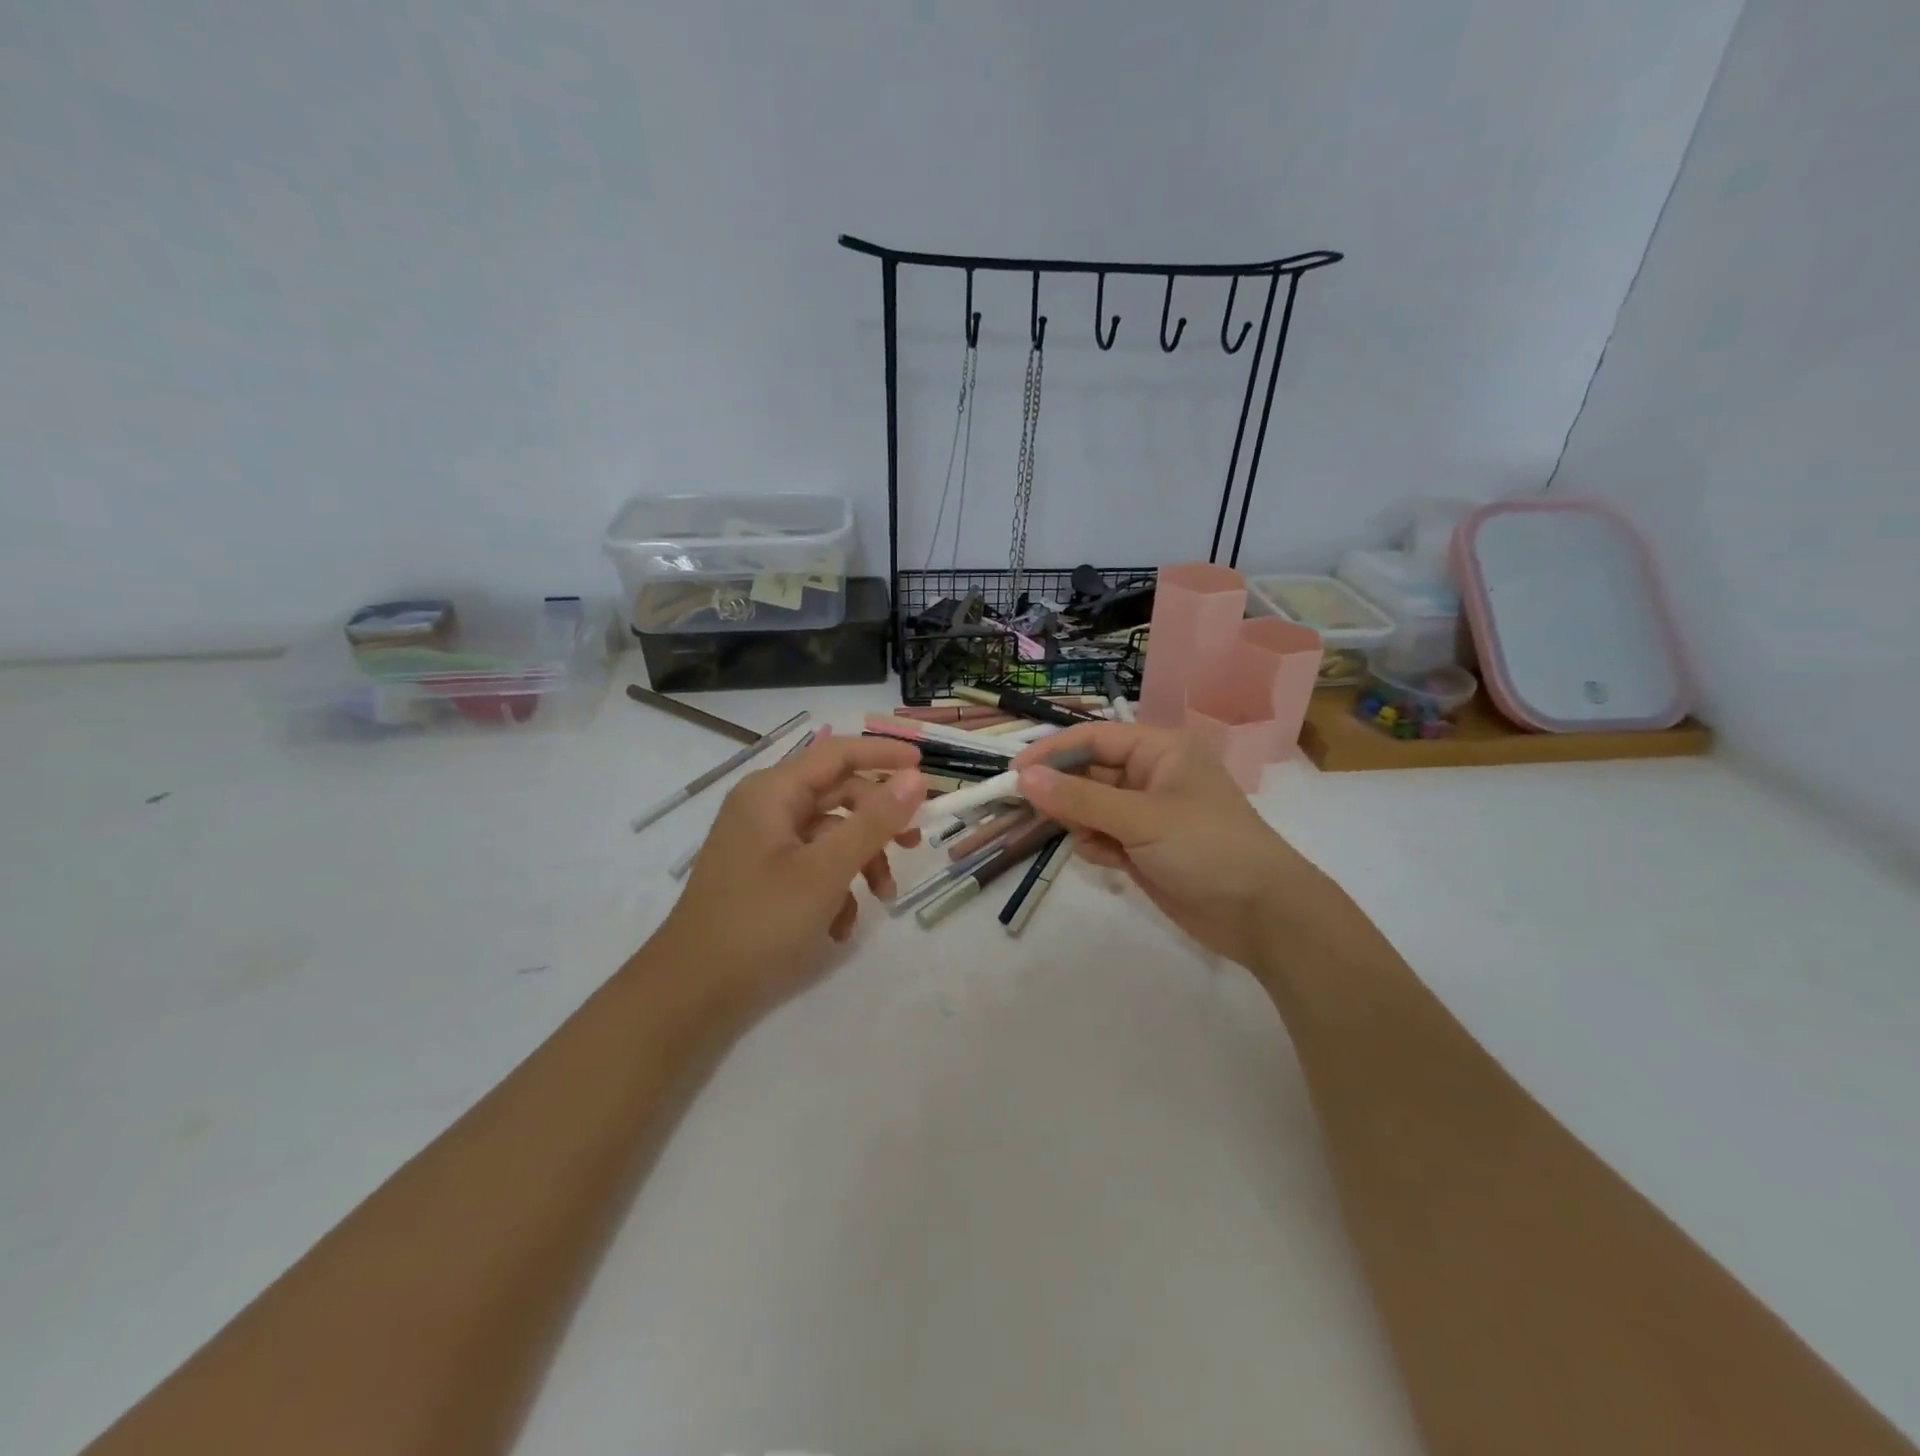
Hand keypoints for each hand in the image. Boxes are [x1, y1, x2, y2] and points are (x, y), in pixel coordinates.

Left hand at [648, 733, 924, 1016]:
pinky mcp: (763, 874)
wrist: (691, 992)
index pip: (838, 753)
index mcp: (773, 792)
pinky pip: (812, 864)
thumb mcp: (826, 870)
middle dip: (878, 822)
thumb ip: (873, 821)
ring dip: (861, 861)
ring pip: (829, 834)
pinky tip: (840, 927)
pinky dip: (835, 887)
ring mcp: (762, 842)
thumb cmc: (759, 921)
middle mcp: (766, 807)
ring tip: (882, 898)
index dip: (883, 754)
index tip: (926, 767)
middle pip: (837, 795)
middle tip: (914, 844)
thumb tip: (915, 779)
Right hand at [1013, 722, 1335, 969]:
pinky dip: (1097, 847)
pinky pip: (1102, 836)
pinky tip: (1111, 862)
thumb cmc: (1206, 847)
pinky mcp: (1143, 848)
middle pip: (1088, 773)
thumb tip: (1024, 778)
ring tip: (1094, 842)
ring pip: (1090, 808)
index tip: (1014, 773)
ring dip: (1081, 823)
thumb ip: (1080, 799)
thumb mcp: (1141, 818)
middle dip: (1062, 791)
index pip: (1094, 738)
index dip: (1053, 752)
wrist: (1261, 914)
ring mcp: (1146, 814)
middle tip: (1028, 809)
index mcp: (1160, 751)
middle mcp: (1150, 776)